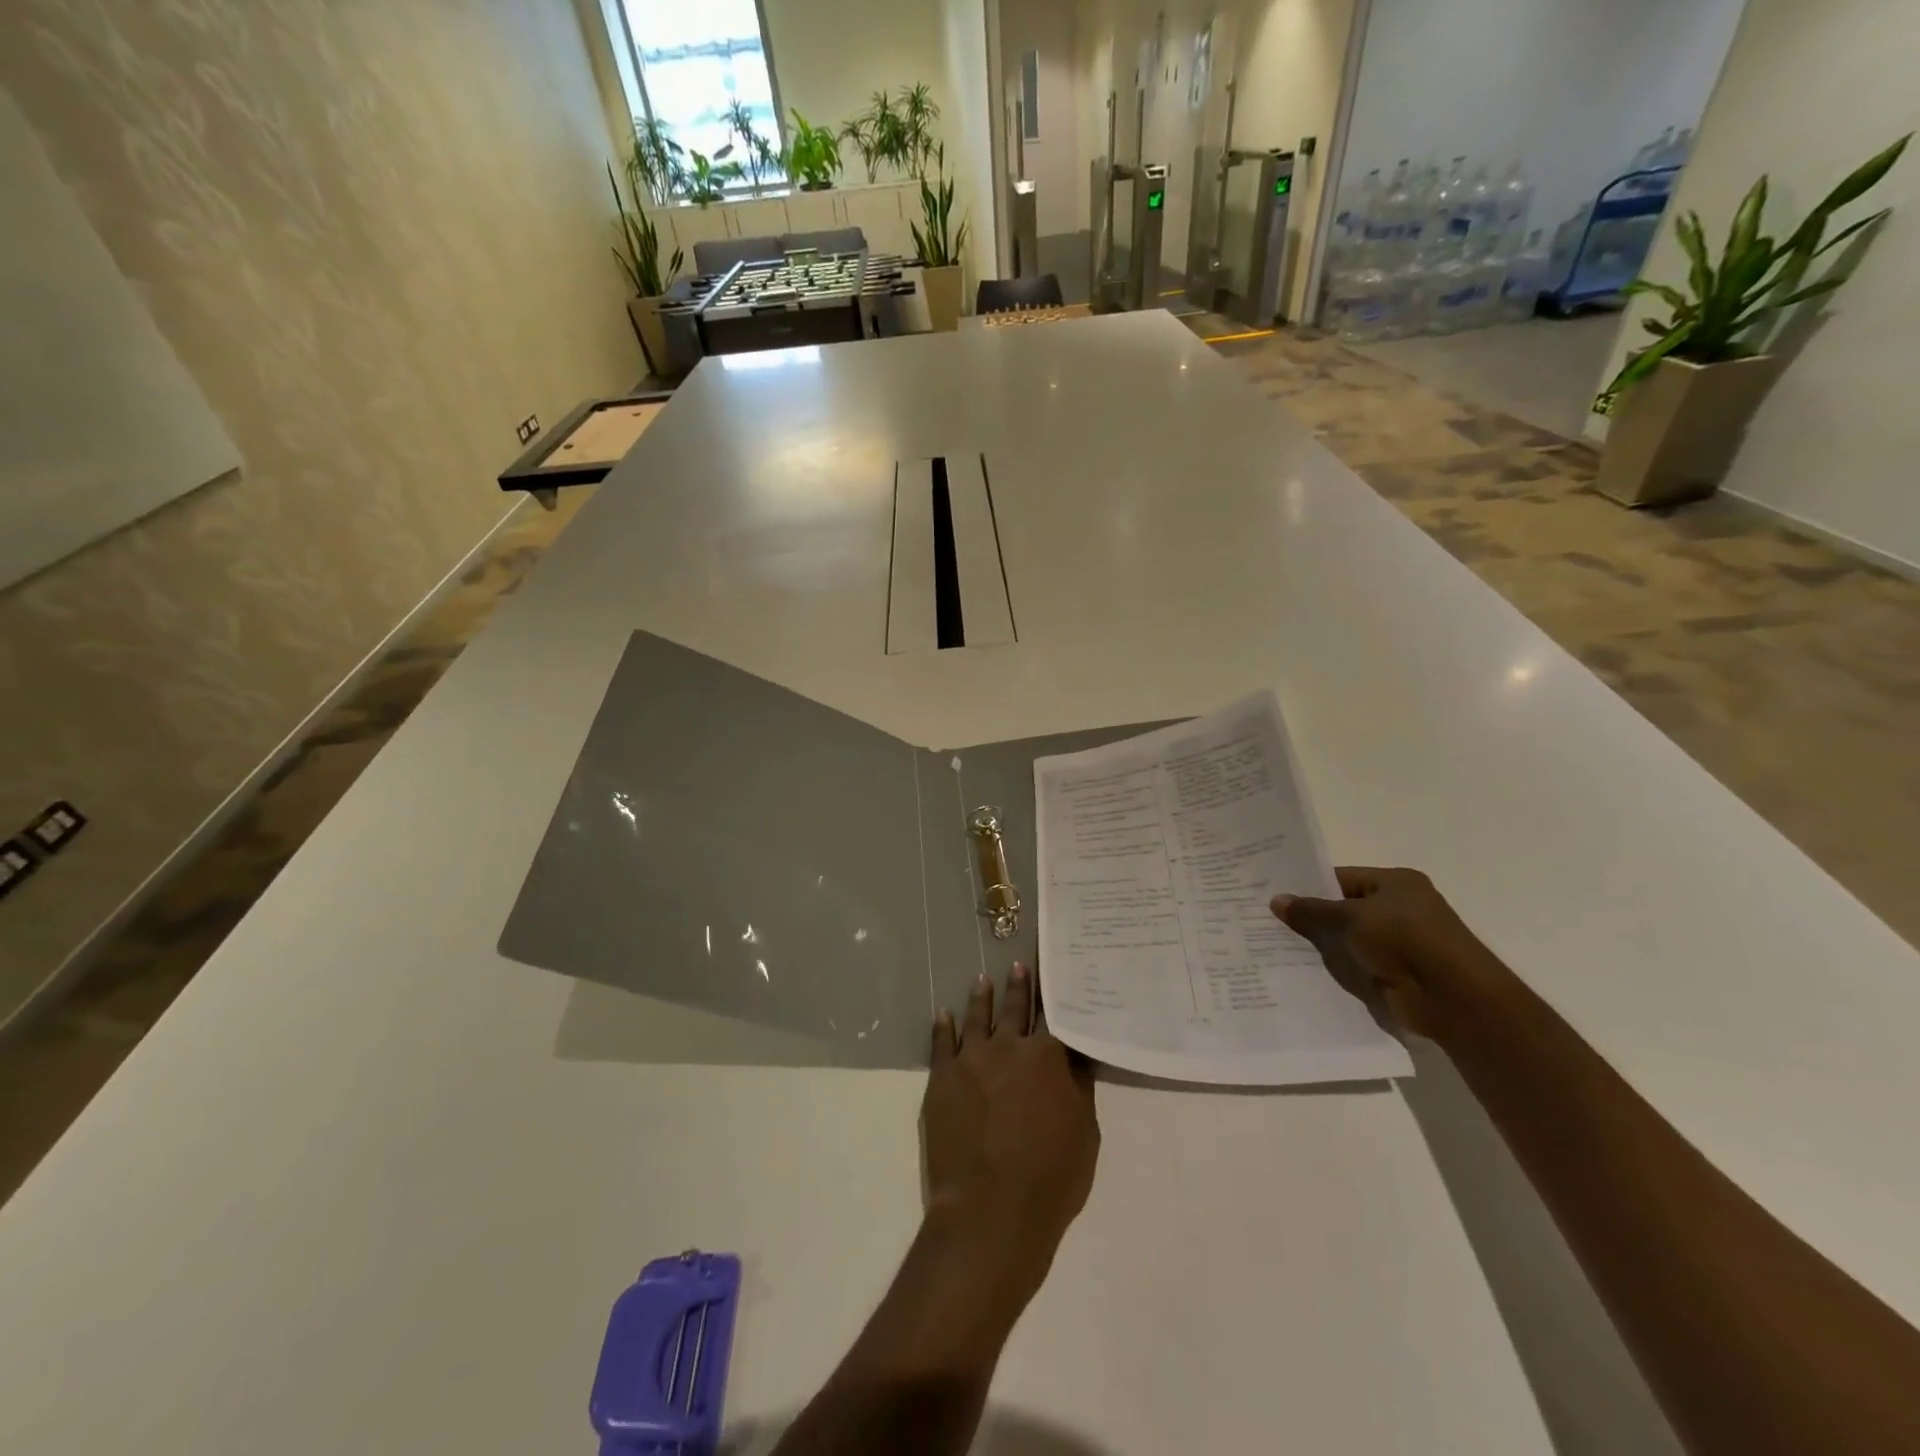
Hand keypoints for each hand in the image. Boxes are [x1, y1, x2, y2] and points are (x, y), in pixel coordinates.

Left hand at [922, 965, 1098, 1297]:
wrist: (990, 1209)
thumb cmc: (1050, 1177)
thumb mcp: (1085, 1133)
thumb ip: (1079, 1088)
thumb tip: (1076, 1056)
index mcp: (1047, 1057)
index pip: (1055, 1016)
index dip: (1057, 995)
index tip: (1057, 973)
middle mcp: (1009, 1047)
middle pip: (1015, 1009)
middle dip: (1019, 985)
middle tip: (1018, 963)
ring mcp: (972, 1059)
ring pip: (978, 1018)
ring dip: (982, 997)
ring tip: (983, 979)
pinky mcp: (943, 1077)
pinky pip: (942, 1042)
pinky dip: (944, 1026)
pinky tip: (944, 1014)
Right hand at [1272, 866, 1518, 1043]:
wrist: (1453, 998)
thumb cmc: (1405, 940)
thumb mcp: (1351, 918)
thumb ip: (1312, 911)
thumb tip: (1276, 900)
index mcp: (1395, 882)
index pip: (1341, 878)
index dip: (1309, 885)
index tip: (1273, 892)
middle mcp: (1399, 908)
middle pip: (1343, 908)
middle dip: (1311, 916)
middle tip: (1267, 918)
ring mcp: (1399, 943)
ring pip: (1347, 938)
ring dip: (1321, 944)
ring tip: (1274, 943)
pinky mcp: (1395, 973)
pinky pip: (1355, 964)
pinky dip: (1335, 966)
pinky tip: (1301, 968)